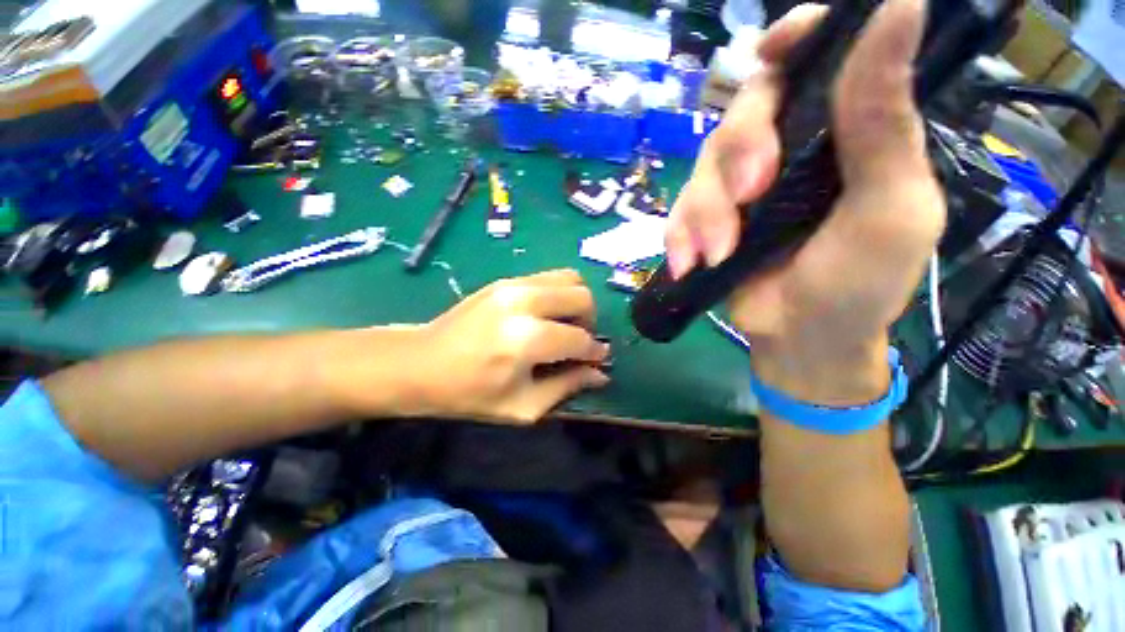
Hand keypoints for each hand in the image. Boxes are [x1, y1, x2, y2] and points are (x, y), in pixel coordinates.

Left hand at [413, 269, 609, 422]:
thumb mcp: (522, 406)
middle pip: (582, 297)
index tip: (597, 360)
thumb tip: (600, 373)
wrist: (420, 363)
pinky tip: (546, 315)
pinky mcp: (505, 280)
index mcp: (528, 339)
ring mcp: (514, 285)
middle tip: (578, 341)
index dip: (594, 353)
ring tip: (564, 325)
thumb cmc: (469, 393)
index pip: (580, 339)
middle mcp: (525, 303)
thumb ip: (567, 387)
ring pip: (570, 278)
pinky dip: (559, 293)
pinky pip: (549, 276)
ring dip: (576, 303)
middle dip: (589, 322)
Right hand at [666, 0, 943, 404]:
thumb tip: (902, 5)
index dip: (792, 39)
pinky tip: (688, 263)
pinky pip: (679, 210)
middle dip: (738, 150)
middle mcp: (789, 149)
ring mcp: (740, 187)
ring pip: (703, 165)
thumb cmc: (859, 283)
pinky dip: (679, 234)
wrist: (799, 339)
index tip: (773, 48)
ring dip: (705, 210)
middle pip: (744, 109)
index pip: (815, 60)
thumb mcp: (888, 207)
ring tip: (717, 253)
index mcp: (844, 132)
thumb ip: (884, 120)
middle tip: (750, 195)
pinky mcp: (707, 220)